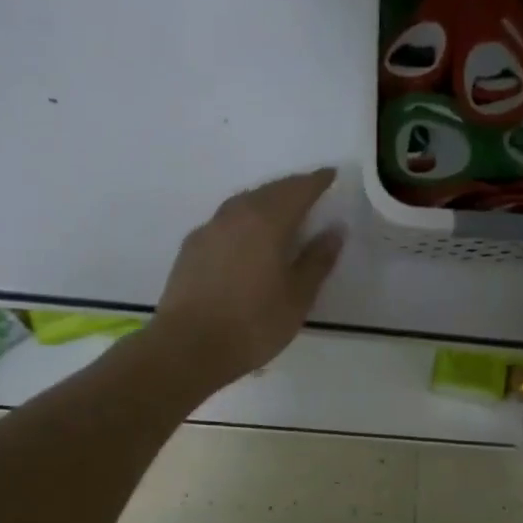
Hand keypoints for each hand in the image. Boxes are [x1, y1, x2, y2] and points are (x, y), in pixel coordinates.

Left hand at [155, 168, 345, 389]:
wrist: (188, 347)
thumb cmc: (253, 324)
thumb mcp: (297, 297)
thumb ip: (317, 260)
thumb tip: (334, 230)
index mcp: (267, 220)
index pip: (298, 189)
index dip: (317, 181)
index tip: (331, 175)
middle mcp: (236, 214)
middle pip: (269, 191)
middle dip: (292, 188)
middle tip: (310, 192)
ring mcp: (209, 229)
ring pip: (243, 203)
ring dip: (265, 202)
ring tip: (281, 213)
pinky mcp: (191, 247)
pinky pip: (225, 222)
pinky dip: (243, 220)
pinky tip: (247, 238)